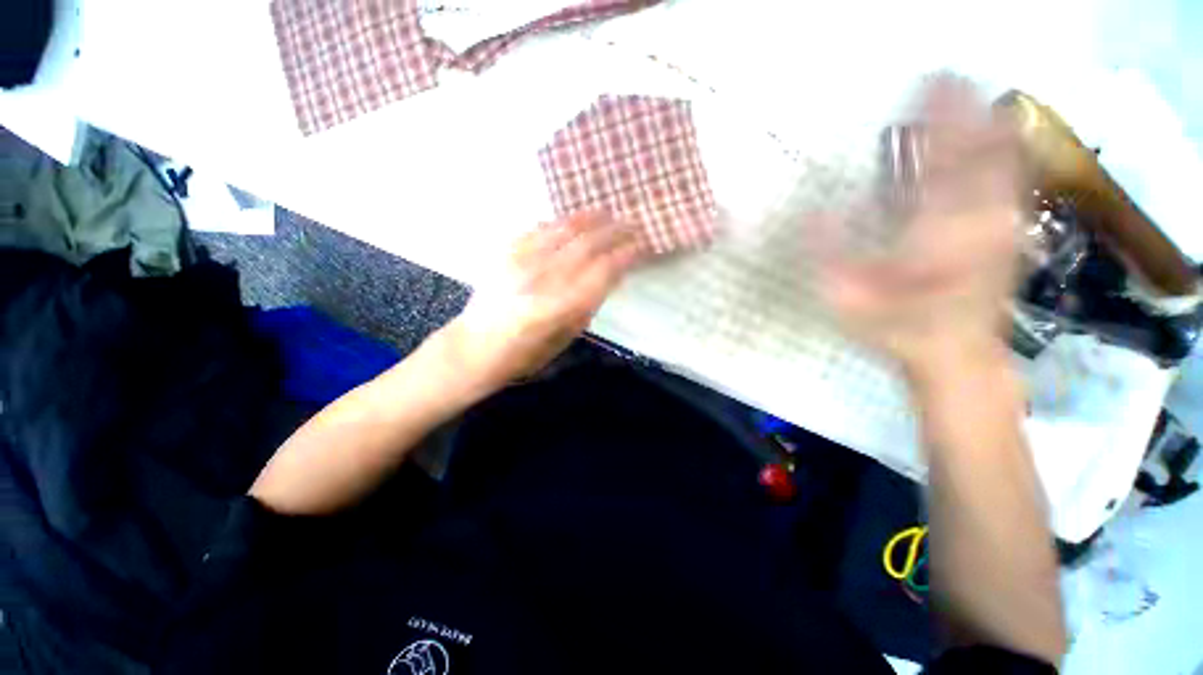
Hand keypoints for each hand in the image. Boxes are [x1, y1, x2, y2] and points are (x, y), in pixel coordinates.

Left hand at [436, 212, 641, 398]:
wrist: (475, 346)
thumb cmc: (525, 354)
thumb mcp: (566, 337)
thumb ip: (589, 304)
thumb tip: (609, 275)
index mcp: (559, 307)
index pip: (602, 271)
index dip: (625, 255)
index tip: (641, 245)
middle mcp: (541, 278)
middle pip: (587, 244)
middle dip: (614, 231)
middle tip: (632, 224)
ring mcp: (520, 260)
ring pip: (564, 229)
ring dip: (590, 219)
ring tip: (608, 214)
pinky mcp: (505, 252)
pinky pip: (539, 228)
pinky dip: (561, 222)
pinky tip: (573, 221)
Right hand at [819, 76, 1022, 383]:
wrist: (956, 355)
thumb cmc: (897, 328)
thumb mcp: (848, 300)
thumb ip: (830, 257)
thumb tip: (812, 213)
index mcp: (936, 232)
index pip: (938, 163)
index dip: (936, 121)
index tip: (926, 84)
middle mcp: (978, 219)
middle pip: (978, 152)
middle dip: (965, 111)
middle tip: (947, 76)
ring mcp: (1002, 225)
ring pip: (1003, 161)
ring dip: (988, 124)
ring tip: (974, 94)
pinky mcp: (1010, 233)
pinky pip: (1012, 181)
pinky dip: (1006, 151)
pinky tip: (999, 135)